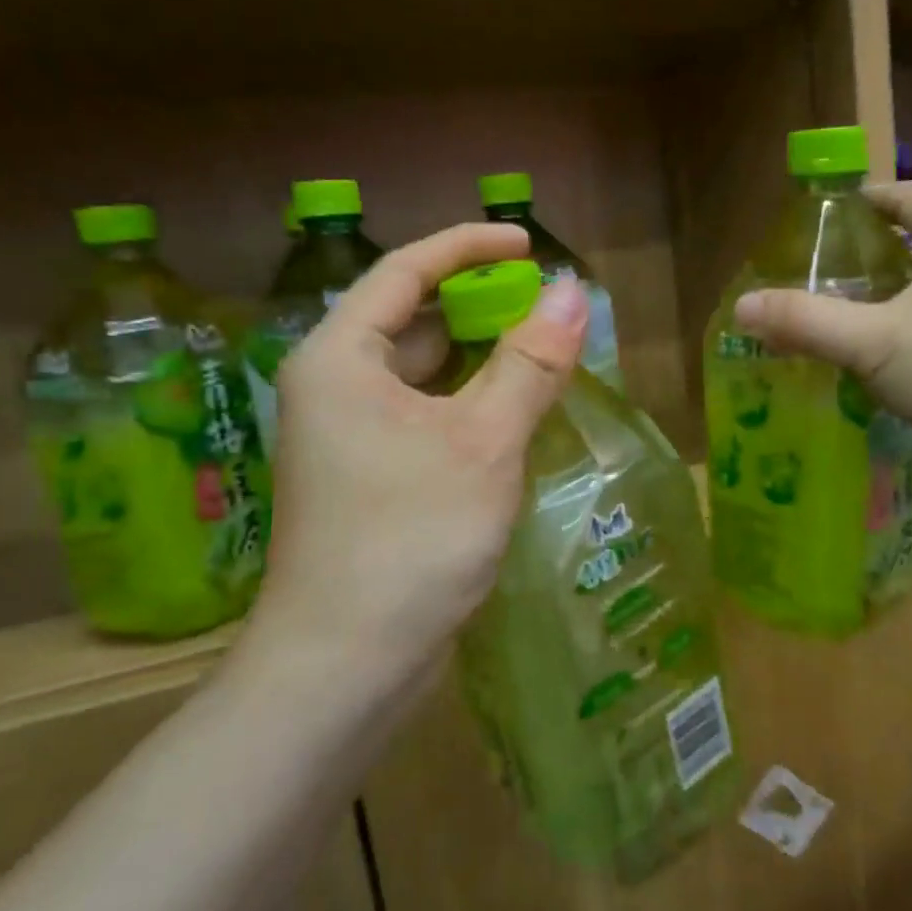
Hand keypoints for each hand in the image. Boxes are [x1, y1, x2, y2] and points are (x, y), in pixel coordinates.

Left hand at [248, 223, 587, 698]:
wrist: (346, 666)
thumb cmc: (410, 540)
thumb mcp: (483, 443)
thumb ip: (530, 363)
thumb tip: (575, 292)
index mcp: (341, 358)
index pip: (405, 271)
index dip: (468, 247)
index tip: (528, 244)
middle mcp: (336, 387)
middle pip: (414, 320)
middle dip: (481, 306)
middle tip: (550, 307)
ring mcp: (351, 437)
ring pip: (424, 374)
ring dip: (482, 359)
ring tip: (547, 352)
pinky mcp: (372, 478)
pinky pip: (427, 416)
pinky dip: (471, 404)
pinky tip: (517, 414)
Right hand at [732, 182, 911, 476]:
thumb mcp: (873, 343)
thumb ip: (806, 321)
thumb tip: (741, 306)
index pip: (906, 196)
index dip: (861, 202)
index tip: (820, 221)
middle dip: (870, 256)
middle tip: (819, 277)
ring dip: (892, 296)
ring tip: (844, 318)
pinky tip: (887, 360)